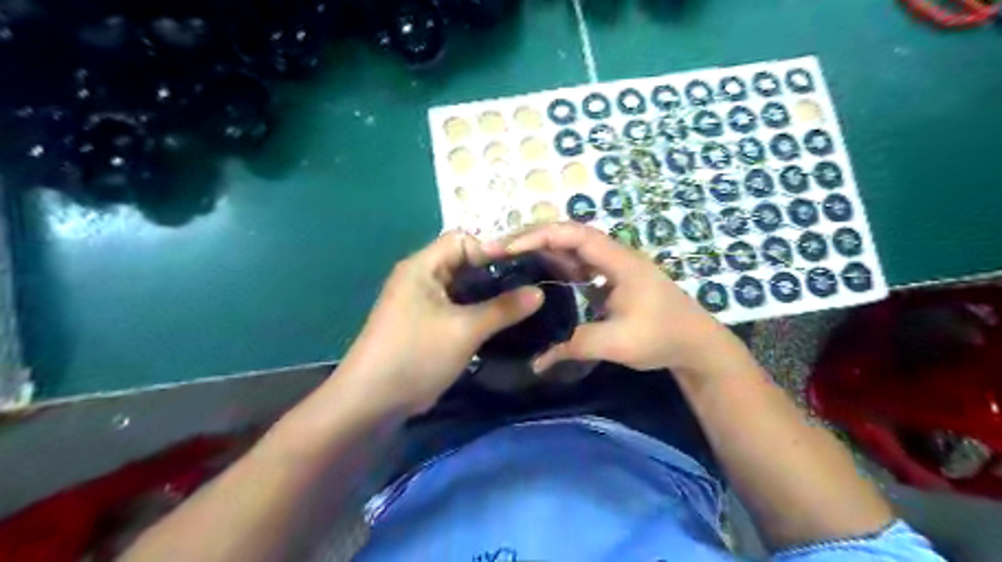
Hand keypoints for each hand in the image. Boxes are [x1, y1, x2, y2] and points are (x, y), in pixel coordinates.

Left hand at [335, 231, 543, 414]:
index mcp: (422, 267)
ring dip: (488, 294)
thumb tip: (540, 291)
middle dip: (494, 273)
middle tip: (528, 285)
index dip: (491, 249)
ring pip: (462, 288)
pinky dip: (477, 311)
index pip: (462, 240)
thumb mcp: (465, 330)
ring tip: (522, 303)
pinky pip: (457, 307)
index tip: (523, 268)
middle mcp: (421, 278)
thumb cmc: (416, 354)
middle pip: (463, 262)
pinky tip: (501, 321)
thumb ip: (504, 308)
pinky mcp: (425, 323)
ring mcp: (422, 302)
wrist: (372, 401)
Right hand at [485, 222, 742, 377]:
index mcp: (619, 261)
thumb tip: (536, 363)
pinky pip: (578, 264)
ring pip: (572, 248)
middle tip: (500, 251)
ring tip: (511, 258)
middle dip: (533, 238)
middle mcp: (614, 256)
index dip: (539, 236)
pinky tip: (539, 275)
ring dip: (542, 250)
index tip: (509, 249)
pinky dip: (556, 265)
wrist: (696, 344)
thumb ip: (574, 346)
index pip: (574, 235)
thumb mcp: (617, 343)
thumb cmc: (662, 337)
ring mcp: (613, 266)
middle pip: (569, 235)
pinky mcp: (611, 279)